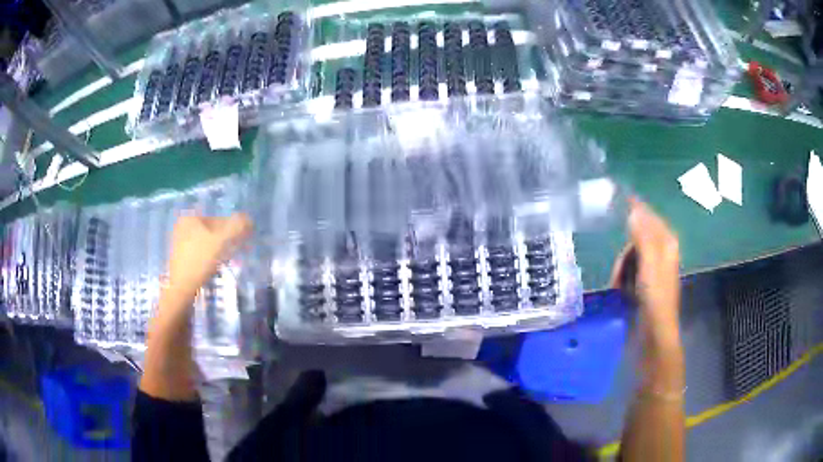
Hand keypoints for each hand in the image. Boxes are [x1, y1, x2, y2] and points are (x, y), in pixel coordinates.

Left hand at [166, 213, 252, 302]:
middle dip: (226, 239)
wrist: (181, 288)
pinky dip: (209, 256)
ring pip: (206, 242)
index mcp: (191, 218)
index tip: (243, 241)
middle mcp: (183, 227)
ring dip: (219, 249)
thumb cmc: (199, 261)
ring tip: (227, 260)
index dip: (233, 229)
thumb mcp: (220, 242)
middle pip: (212, 231)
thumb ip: (236, 227)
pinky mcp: (181, 257)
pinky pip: (200, 251)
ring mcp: (180, 242)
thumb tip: (249, 218)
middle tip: (236, 251)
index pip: (218, 220)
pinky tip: (214, 266)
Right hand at [611, 198, 680, 343]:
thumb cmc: (655, 298)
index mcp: (666, 244)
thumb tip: (633, 211)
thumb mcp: (648, 265)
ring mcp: (654, 269)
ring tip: (617, 286)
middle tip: (618, 270)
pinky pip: (630, 270)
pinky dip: (623, 277)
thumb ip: (642, 237)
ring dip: (621, 267)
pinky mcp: (646, 283)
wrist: (655, 333)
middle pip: (637, 238)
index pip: (650, 217)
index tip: (621, 197)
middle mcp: (662, 252)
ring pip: (631, 255)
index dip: (637, 208)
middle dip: (625, 251)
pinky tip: (620, 290)